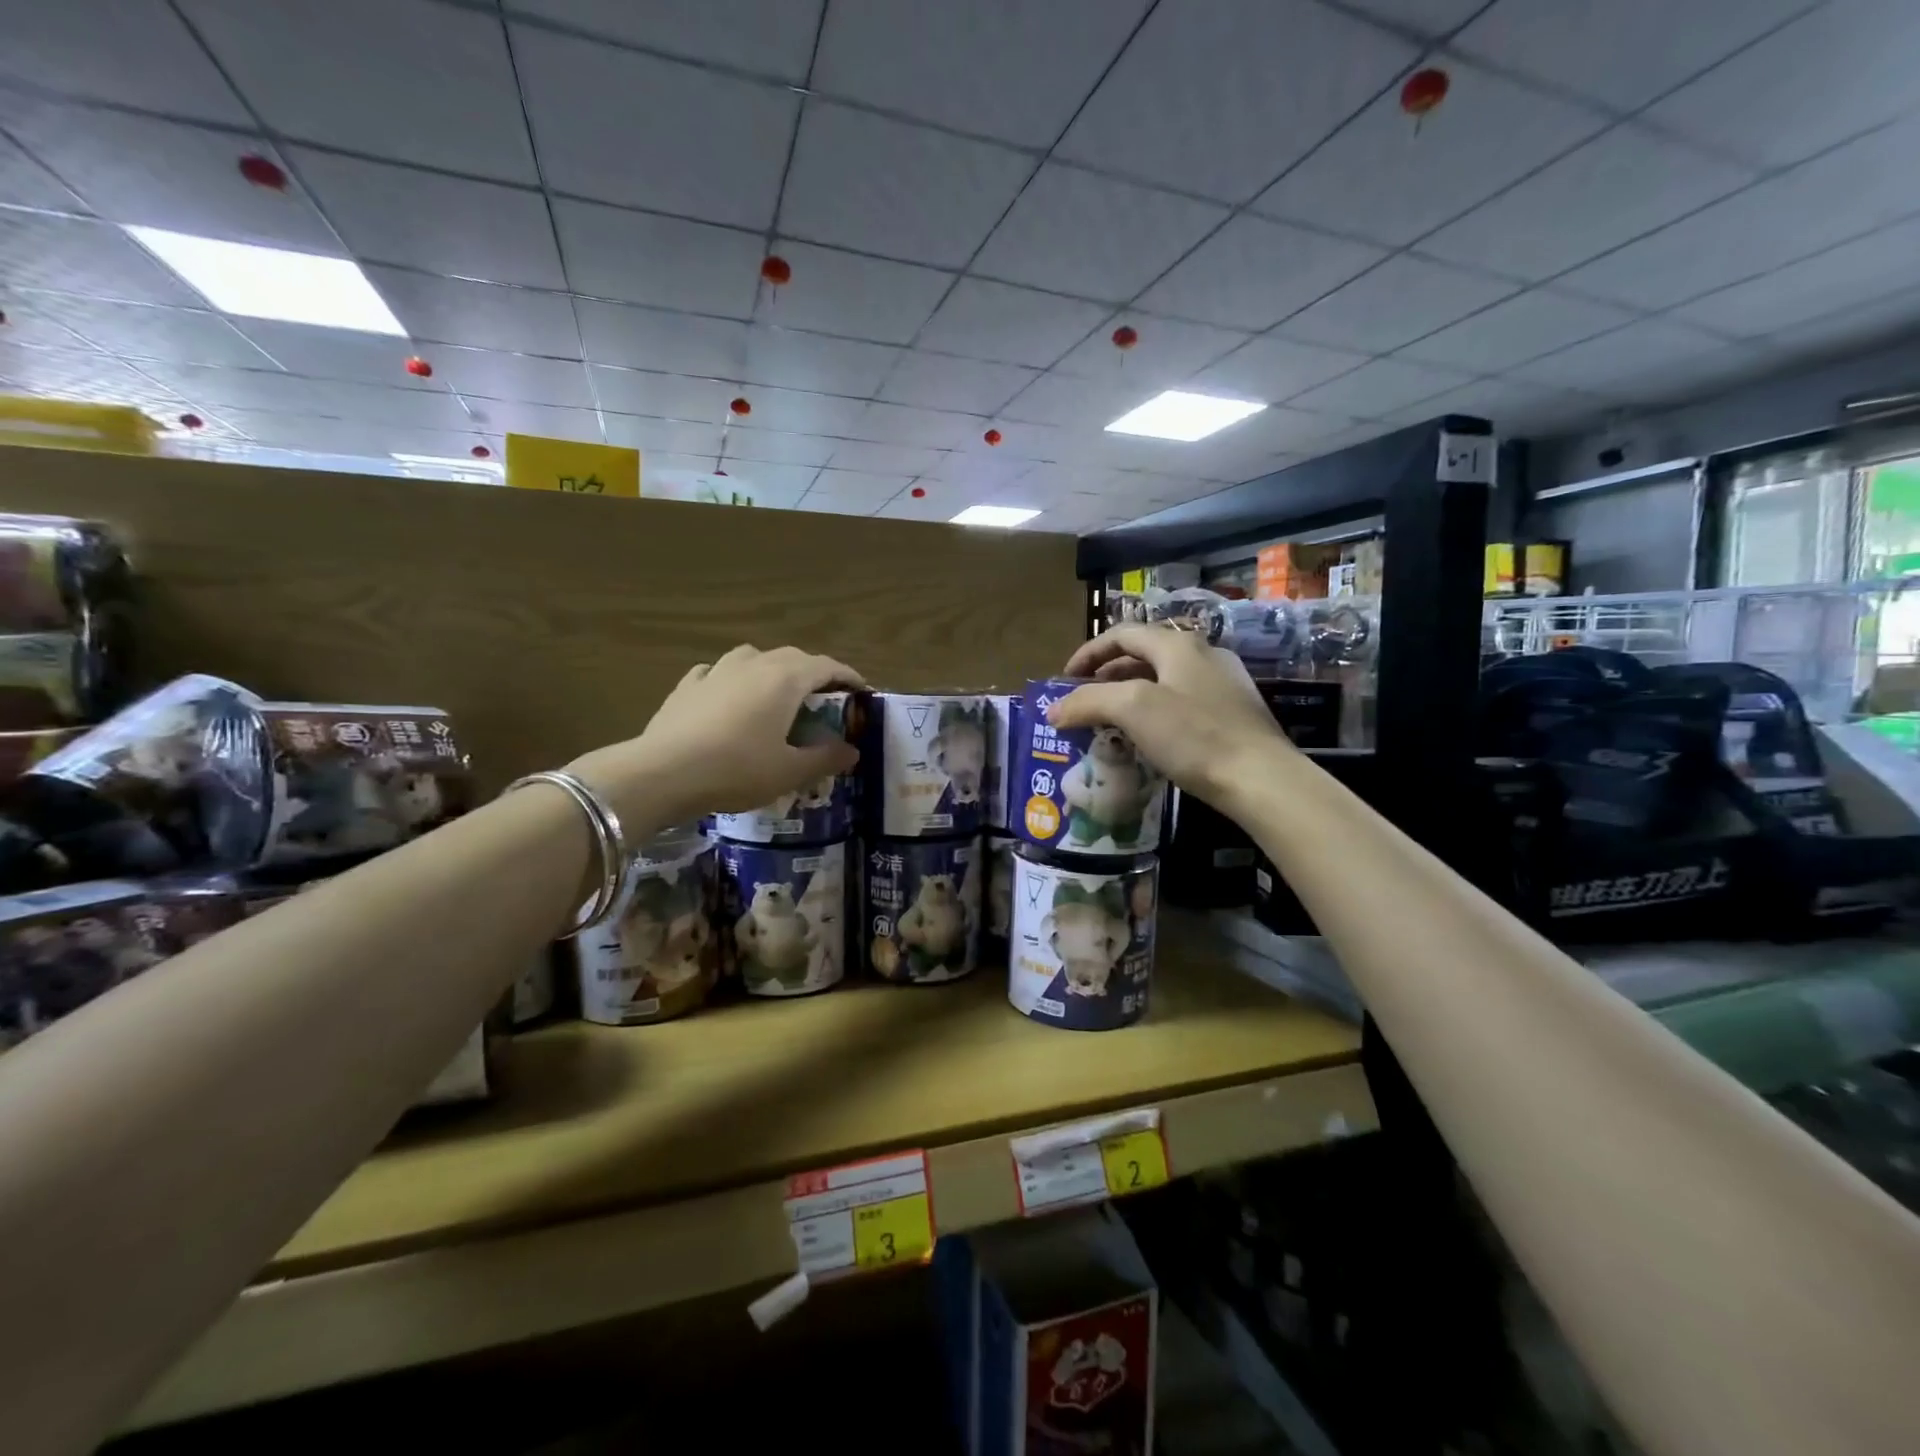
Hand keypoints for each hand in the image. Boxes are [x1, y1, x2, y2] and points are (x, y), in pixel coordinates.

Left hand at [565, 645, 864, 827]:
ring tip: (777, 692)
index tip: (863, 693)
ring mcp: (717, 671)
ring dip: (773, 669)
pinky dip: (733, 679)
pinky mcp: (688, 685)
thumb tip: (852, 750)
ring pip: (754, 656)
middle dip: (814, 673)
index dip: (849, 677)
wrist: (664, 773)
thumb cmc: (737, 770)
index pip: (827, 667)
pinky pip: (719, 672)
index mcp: (786, 679)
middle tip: (825, 698)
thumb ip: (826, 758)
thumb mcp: (790, 772)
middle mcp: (754, 664)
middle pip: (794, 657)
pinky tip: (728, 695)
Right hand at [1048, 625, 1289, 806]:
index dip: (1088, 653)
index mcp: (1178, 644)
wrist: (1261, 779)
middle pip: (1143, 655)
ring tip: (1110, 723)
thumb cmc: (1194, 736)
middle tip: (1084, 703)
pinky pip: (1182, 702)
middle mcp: (1203, 654)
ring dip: (1130, 696)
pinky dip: (1155, 713)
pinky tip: (1150, 740)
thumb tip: (1053, 710)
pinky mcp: (1234, 713)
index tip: (1065, 681)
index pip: (1122, 634)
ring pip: (1163, 680)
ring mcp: (1223, 683)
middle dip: (1107, 676)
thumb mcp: (1133, 710)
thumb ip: (1089, 702)